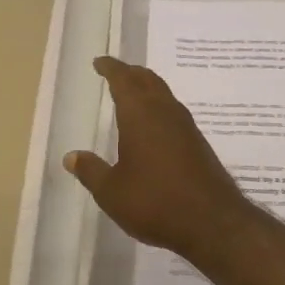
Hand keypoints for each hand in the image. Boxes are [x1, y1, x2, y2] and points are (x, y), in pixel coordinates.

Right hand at [64, 56, 257, 261]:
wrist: (212, 222)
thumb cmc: (155, 202)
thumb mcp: (112, 192)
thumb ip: (91, 171)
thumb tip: (71, 156)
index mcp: (140, 115)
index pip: (123, 80)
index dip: (111, 68)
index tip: (100, 62)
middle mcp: (165, 112)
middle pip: (148, 80)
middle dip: (131, 73)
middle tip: (116, 73)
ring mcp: (186, 127)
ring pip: (164, 94)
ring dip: (148, 88)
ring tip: (134, 94)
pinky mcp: (198, 144)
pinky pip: (174, 112)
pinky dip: (160, 107)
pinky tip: (155, 125)